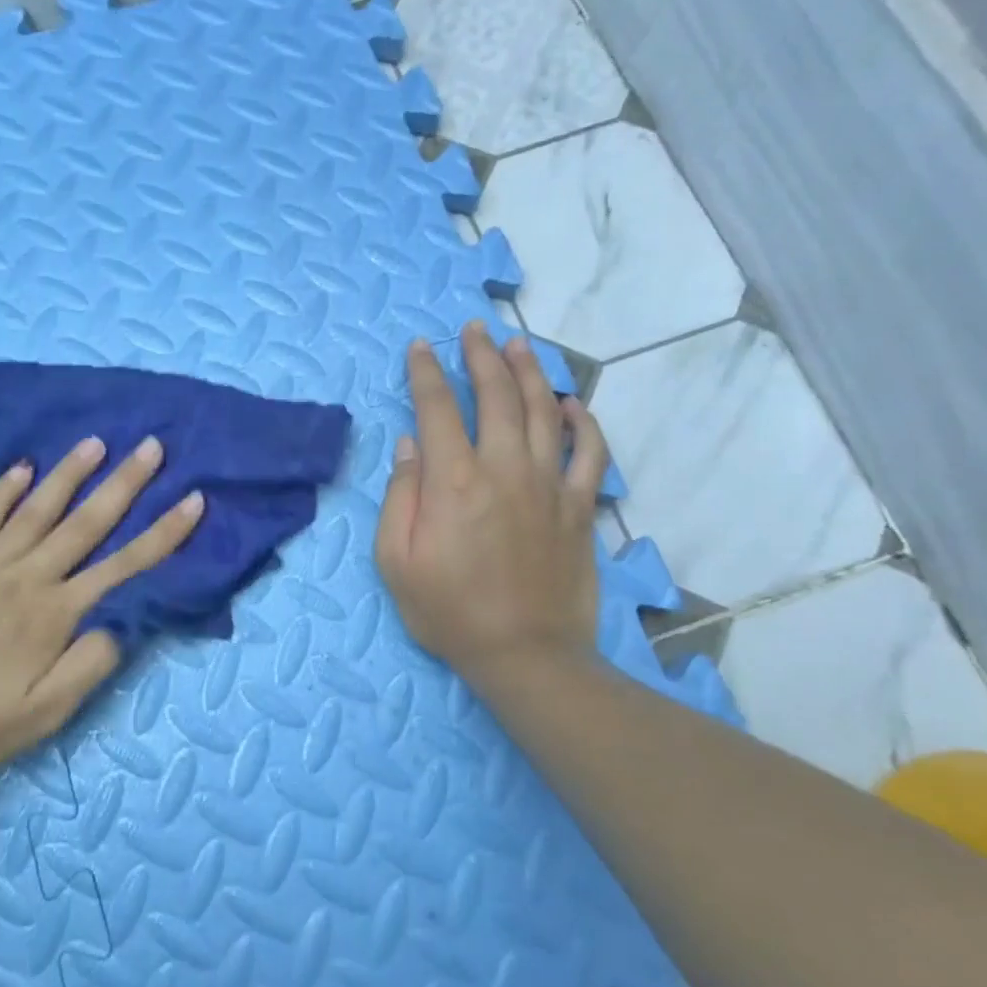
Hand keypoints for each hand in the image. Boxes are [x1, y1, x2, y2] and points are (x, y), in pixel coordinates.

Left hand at [0, 435, 203, 780]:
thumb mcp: (41, 716)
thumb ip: (87, 667)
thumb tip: (124, 624)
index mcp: (55, 615)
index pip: (124, 565)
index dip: (164, 533)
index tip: (193, 499)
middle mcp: (27, 577)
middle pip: (86, 523)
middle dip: (124, 483)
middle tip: (151, 446)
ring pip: (37, 510)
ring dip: (69, 474)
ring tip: (95, 442)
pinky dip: (2, 491)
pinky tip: (21, 468)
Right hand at [376, 322, 608, 699]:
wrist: (525, 655)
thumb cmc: (449, 612)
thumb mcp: (396, 561)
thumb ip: (400, 496)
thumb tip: (409, 444)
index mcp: (453, 481)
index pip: (437, 407)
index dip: (425, 372)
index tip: (419, 348)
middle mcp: (504, 469)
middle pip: (496, 395)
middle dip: (481, 356)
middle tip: (473, 330)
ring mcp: (549, 485)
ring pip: (544, 411)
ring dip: (530, 372)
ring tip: (519, 344)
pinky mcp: (580, 507)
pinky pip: (590, 452)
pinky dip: (585, 422)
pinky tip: (573, 404)